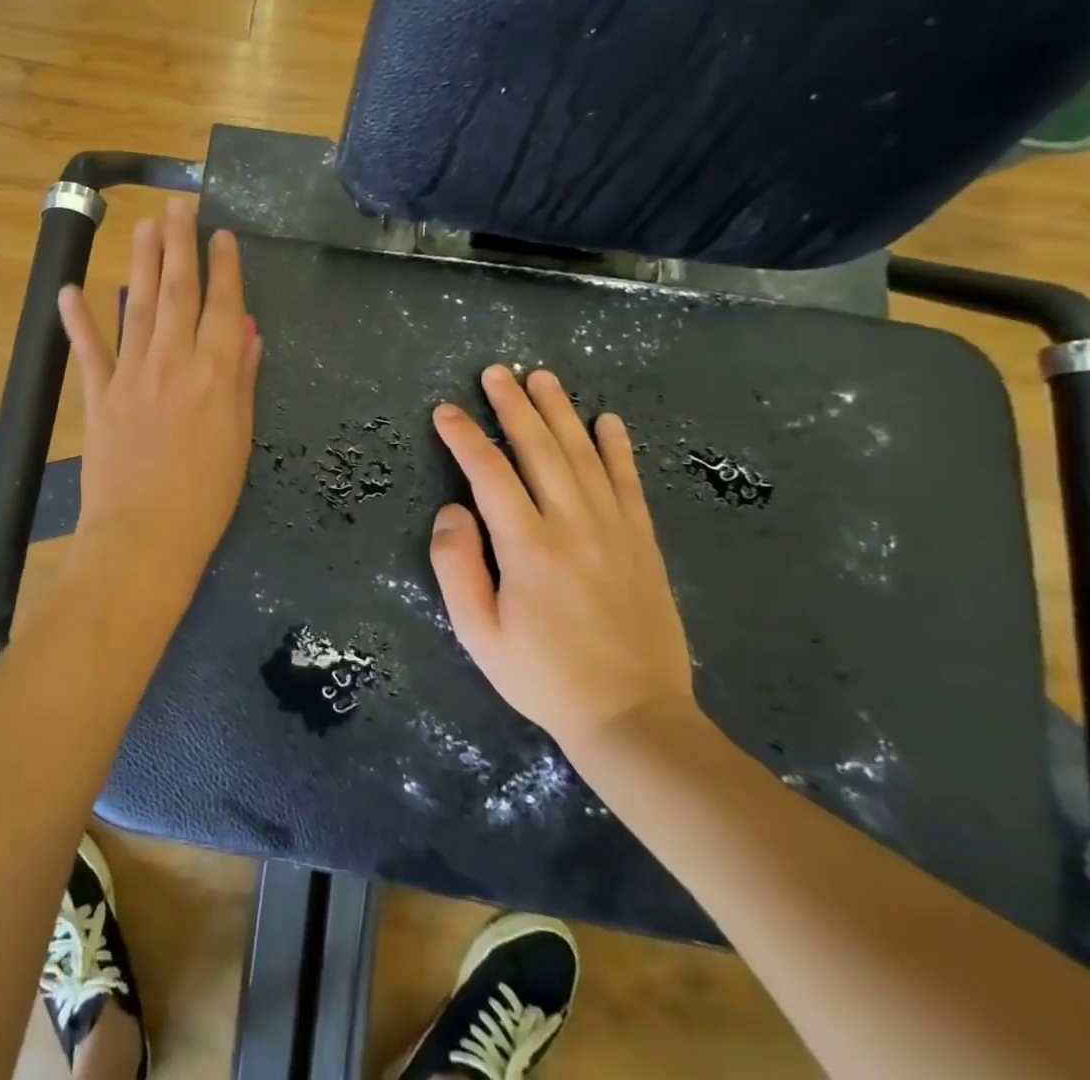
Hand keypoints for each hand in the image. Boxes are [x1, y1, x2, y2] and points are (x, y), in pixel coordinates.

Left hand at [58, 201, 262, 592]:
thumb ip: (241, 380)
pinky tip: (71, 289)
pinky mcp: (97, 395)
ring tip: (144, 225)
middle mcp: (172, 361)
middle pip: (177, 291)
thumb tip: (244, 331)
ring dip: (141, 262)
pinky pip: (88, 350)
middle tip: (178, 206)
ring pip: (137, 306)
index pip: (222, 305)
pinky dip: (78, 319)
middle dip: (179, 244)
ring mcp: (130, 375)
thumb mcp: (239, 439)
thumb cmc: (205, 497)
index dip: (224, 267)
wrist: (145, 537)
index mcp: (215, 373)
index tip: (223, 235)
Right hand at [430, 365, 697, 758]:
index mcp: (528, 547)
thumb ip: (456, 566)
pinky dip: (618, 449)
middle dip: (514, 406)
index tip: (446, 410)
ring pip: (584, 456)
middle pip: (540, 450)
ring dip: (561, 413)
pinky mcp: (643, 544)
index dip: (465, 437)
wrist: (634, 718)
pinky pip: (628, 484)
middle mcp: (573, 526)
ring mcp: (615, 531)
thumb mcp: (478, 634)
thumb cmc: (543, 677)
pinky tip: (609, 421)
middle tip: (496, 371)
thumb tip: (453, 510)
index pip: (489, 474)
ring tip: (543, 378)